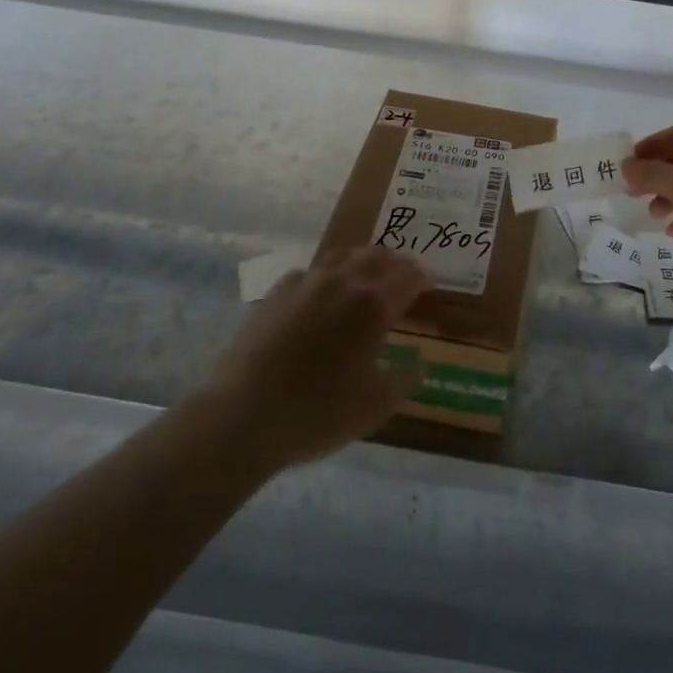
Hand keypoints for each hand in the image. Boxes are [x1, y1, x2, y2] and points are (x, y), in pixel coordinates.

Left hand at [203, 247, 427, 469]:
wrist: (242, 416)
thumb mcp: (374, 407)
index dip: (422, 276)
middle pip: (376, 257)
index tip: (430, 280)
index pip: (407, 277)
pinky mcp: (276, 293)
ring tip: (367, 272)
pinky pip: (309, 272)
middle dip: (395, 262)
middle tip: (404, 273)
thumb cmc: (317, 414)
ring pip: (343, 256)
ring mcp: (306, 283)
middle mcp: (343, 283)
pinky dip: (326, 275)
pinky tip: (321, 290)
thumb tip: (420, 362)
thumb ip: (404, 379)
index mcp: (373, 305)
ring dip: (362, 260)